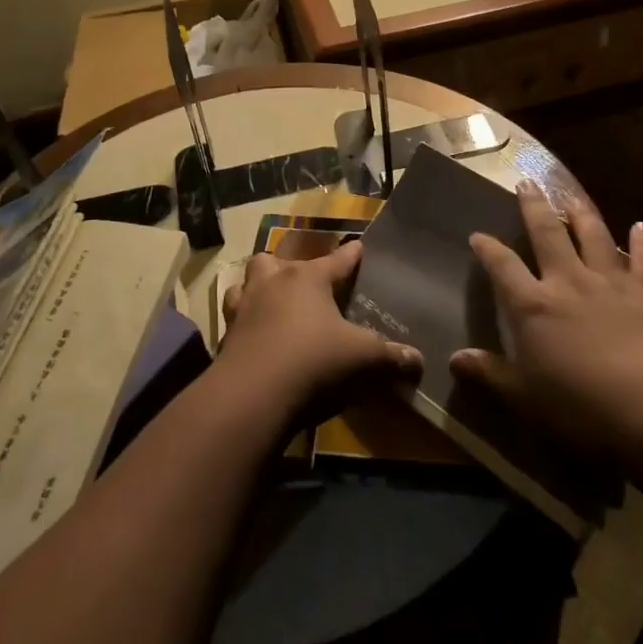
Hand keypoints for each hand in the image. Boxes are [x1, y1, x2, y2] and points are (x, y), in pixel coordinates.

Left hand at [217, 240, 421, 416]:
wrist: (251, 396)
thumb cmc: (313, 362)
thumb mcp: (363, 359)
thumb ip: (391, 358)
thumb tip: (418, 361)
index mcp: (308, 278)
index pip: (337, 259)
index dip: (351, 255)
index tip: (359, 247)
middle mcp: (273, 284)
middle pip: (276, 261)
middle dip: (289, 266)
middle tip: (303, 281)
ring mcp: (244, 308)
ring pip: (246, 284)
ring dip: (258, 289)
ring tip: (271, 302)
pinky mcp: (224, 337)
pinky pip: (234, 320)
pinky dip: (244, 324)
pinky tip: (254, 337)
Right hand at [451, 182, 642, 455]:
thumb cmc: (581, 406)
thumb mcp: (525, 397)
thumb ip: (490, 373)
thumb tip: (453, 359)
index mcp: (533, 305)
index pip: (502, 267)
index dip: (488, 249)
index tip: (477, 235)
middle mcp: (568, 282)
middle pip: (547, 234)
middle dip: (534, 208)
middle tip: (527, 183)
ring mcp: (610, 282)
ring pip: (593, 236)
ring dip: (581, 214)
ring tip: (572, 196)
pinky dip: (642, 242)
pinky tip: (640, 226)